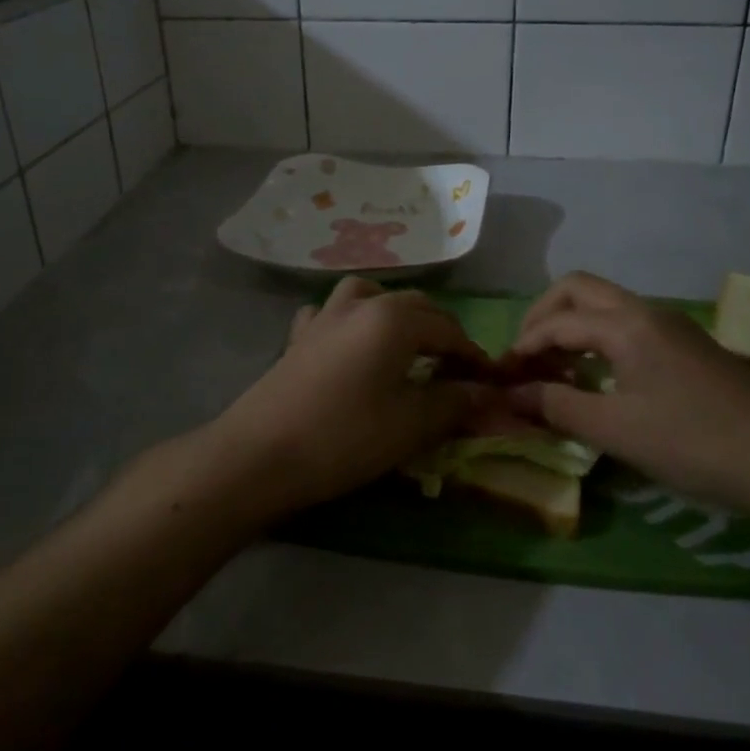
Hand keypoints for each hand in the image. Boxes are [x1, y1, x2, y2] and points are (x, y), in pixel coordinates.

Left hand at [212, 277, 495, 518]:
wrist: (259, 454)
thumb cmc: (344, 437)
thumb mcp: (410, 425)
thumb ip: (453, 403)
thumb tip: (486, 393)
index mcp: (394, 320)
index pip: (448, 330)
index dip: (473, 355)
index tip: (490, 381)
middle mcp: (360, 306)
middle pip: (414, 305)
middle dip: (441, 330)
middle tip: (455, 367)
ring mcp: (323, 317)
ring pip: (369, 296)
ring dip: (395, 313)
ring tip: (405, 343)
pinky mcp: (297, 337)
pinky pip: (330, 314)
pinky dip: (348, 321)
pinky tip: (348, 344)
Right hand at [504, 272, 749, 510]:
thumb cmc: (694, 443)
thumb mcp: (616, 430)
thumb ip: (557, 406)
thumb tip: (511, 394)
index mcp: (627, 324)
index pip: (558, 321)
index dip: (523, 346)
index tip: (502, 377)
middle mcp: (647, 311)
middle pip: (579, 289)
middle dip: (543, 316)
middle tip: (525, 356)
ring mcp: (672, 326)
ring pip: (605, 305)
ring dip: (571, 326)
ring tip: (553, 370)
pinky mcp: (688, 345)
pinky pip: (627, 325)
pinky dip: (597, 339)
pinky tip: (596, 378)